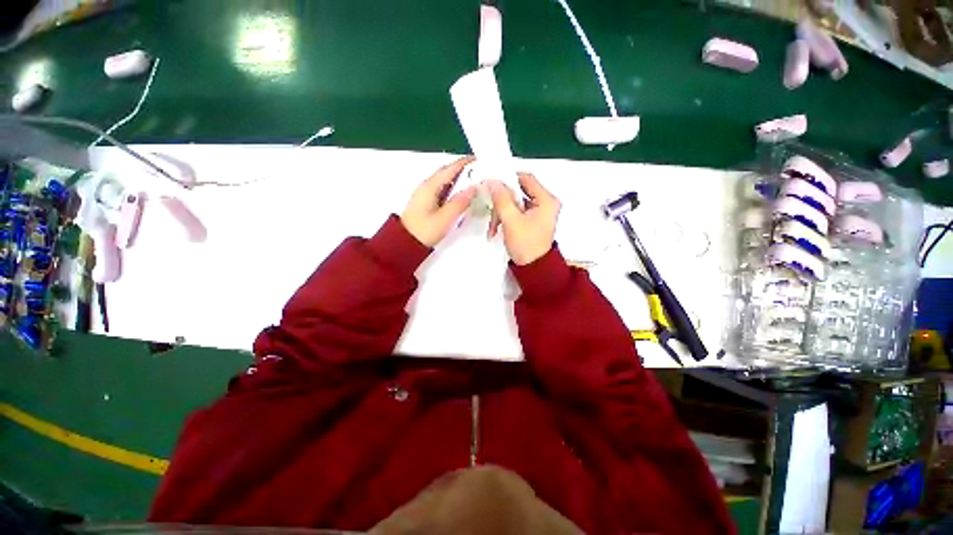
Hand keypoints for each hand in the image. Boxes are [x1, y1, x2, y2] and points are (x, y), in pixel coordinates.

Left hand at [401, 156, 476, 246]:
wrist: (404, 243)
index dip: (465, 163)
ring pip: (445, 181)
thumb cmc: (424, 231)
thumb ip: (460, 202)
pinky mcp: (426, 202)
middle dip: (464, 170)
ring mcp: (425, 194)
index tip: (480, 160)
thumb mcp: (445, 218)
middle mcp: (427, 186)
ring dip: (459, 180)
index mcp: (430, 186)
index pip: (450, 168)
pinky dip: (454, 189)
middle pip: (447, 172)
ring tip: (475, 183)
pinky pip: (443, 190)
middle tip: (481, 172)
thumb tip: (474, 188)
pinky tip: (462, 195)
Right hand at [487, 173, 560, 264]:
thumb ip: (501, 199)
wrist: (533, 270)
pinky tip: (497, 227)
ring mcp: (539, 213)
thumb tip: (493, 181)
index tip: (493, 184)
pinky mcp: (532, 222)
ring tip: (493, 225)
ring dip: (502, 211)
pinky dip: (506, 218)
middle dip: (502, 201)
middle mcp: (545, 204)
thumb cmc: (526, 245)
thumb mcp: (511, 220)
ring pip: (515, 203)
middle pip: (520, 192)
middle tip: (491, 209)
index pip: (526, 178)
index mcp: (547, 200)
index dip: (509, 179)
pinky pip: (516, 212)